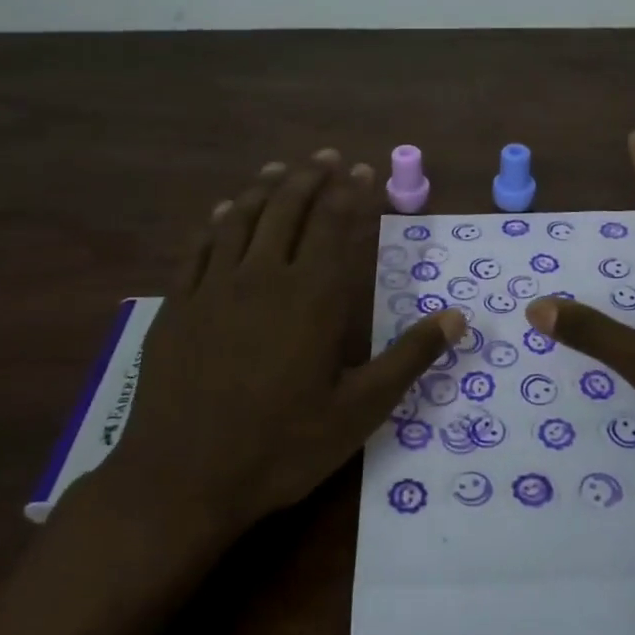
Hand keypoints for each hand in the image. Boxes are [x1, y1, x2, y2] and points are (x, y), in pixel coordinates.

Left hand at [97, 150, 462, 536]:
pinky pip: (199, 248)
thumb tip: (457, 318)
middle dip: (310, 177)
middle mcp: (264, 278)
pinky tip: (221, 212)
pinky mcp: (178, 305)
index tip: (362, 168)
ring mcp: (214, 288)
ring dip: (263, 188)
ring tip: (280, 168)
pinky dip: (215, 222)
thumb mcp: (359, 411)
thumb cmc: (281, 447)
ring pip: (241, 219)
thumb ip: (408, 358)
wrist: (182, 479)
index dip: (351, 192)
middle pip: (288, 209)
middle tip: (325, 155)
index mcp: (313, 298)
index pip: (336, 226)